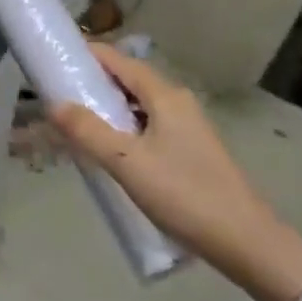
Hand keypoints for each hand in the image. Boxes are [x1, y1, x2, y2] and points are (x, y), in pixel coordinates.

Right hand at [49, 45, 301, 300]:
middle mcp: (177, 102)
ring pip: (138, 105)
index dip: (85, 56)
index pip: (117, 60)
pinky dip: (125, 128)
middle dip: (93, 84)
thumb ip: (88, 131)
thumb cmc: (185, 195)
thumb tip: (54, 104)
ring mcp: (188, 126)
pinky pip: (149, 125)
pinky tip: (111, 152)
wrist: (248, 243)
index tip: (54, 62)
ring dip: (108, 109)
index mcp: (164, 95)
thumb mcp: (127, 163)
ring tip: (77, 125)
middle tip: (58, 97)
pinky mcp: (192, 151)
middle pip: (127, 80)